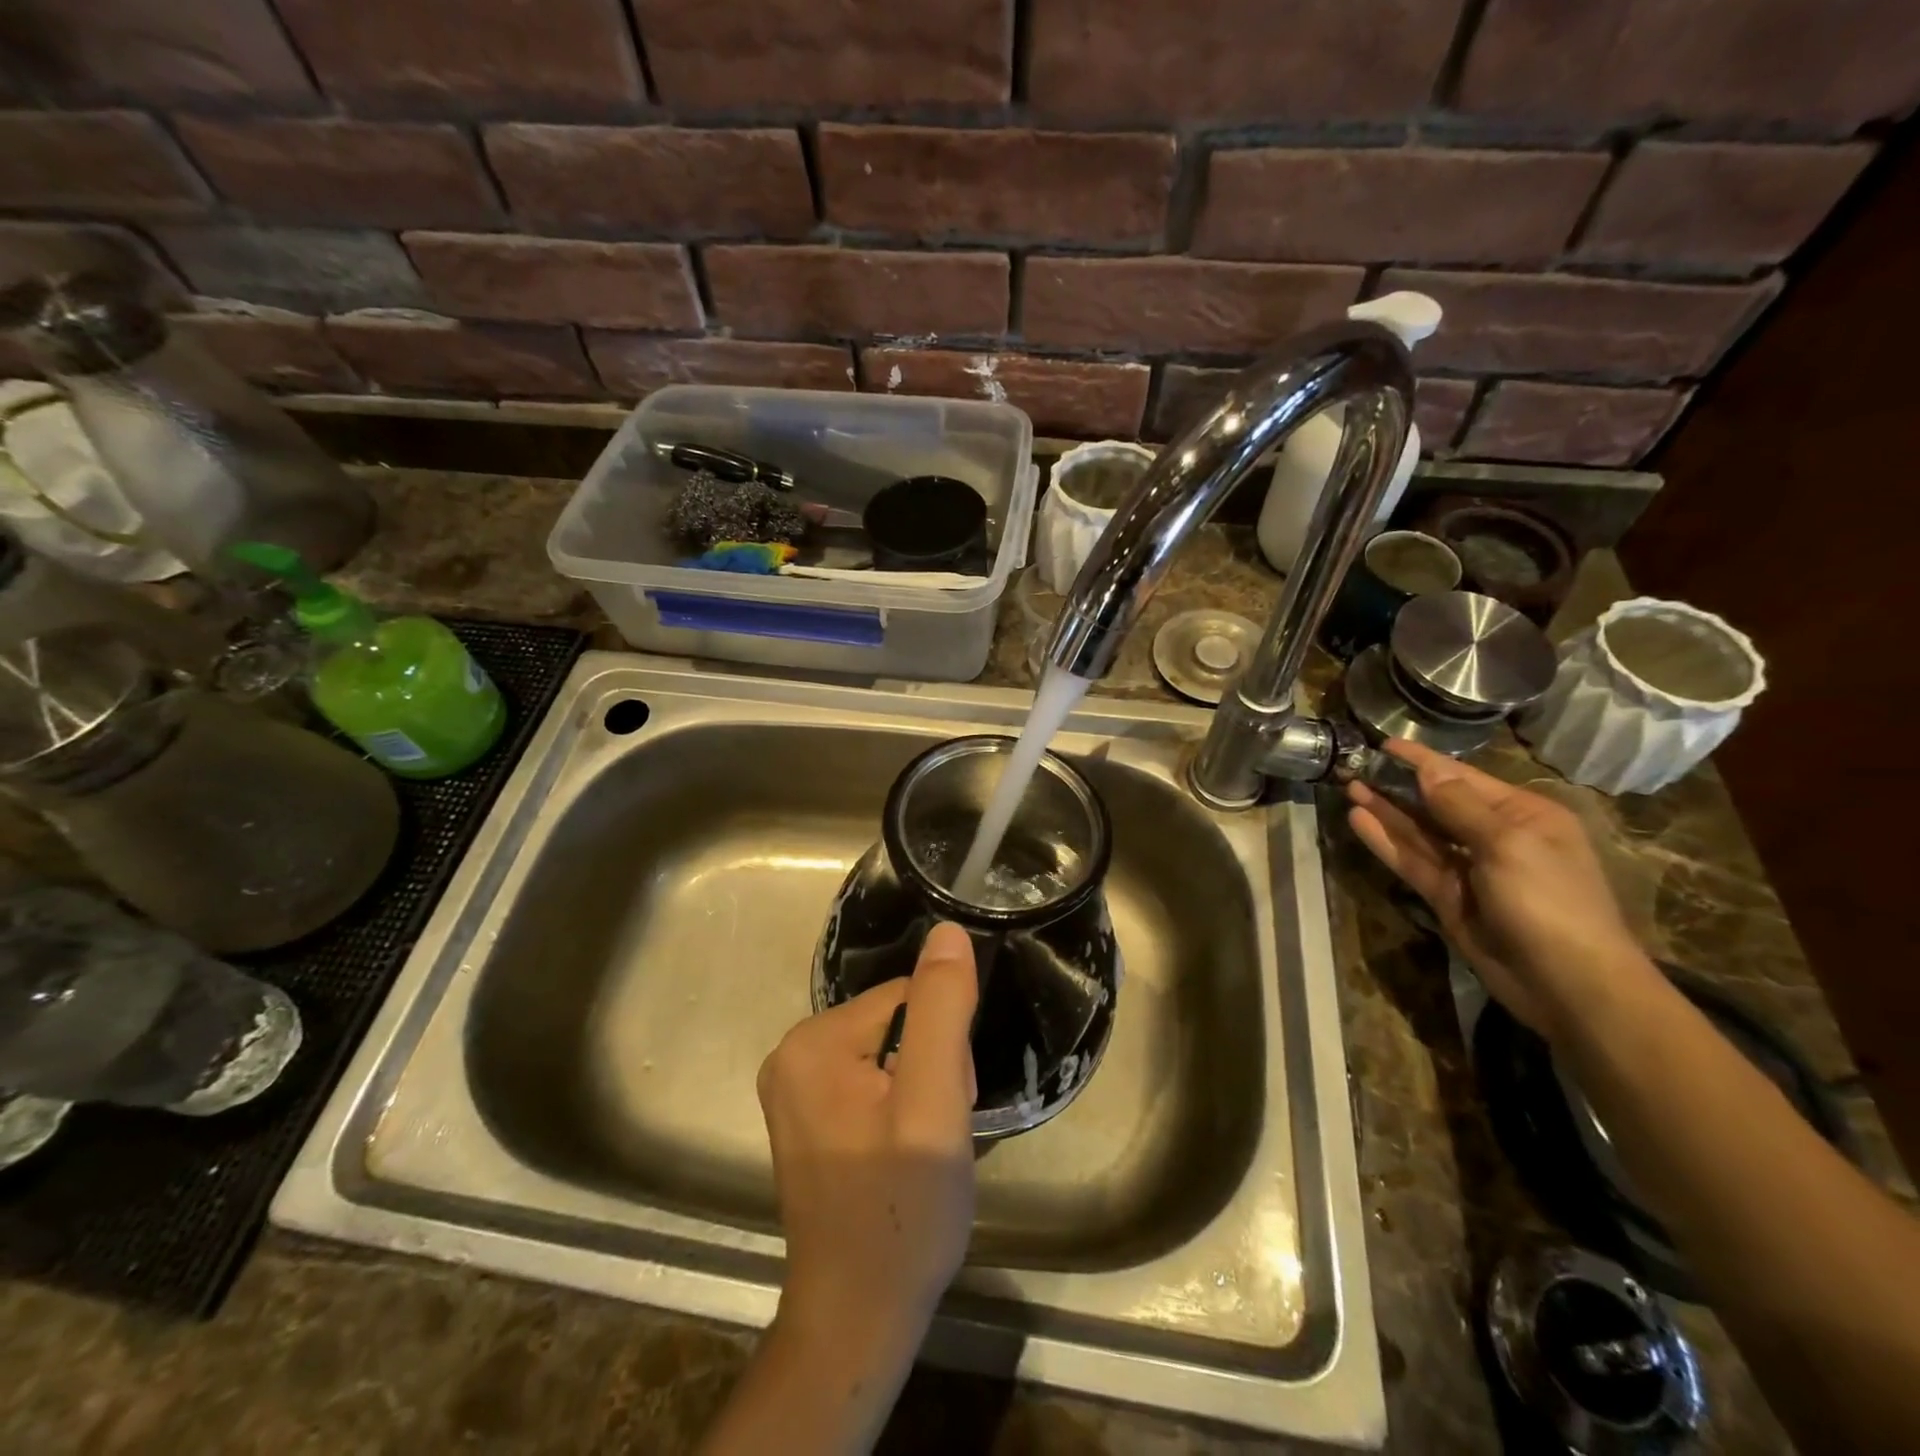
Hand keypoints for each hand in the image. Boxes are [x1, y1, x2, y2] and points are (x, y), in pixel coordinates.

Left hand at [757, 922, 978, 1364]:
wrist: (858, 1319)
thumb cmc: (902, 1211)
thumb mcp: (934, 1104)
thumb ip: (941, 1011)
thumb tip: (947, 931)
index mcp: (813, 1041)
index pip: (906, 998)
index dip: (943, 1045)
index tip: (946, 1102)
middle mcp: (791, 1054)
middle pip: (896, 1023)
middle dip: (931, 1066)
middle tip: (936, 1131)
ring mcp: (794, 1088)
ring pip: (889, 1052)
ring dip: (920, 1087)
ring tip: (922, 1146)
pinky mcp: (807, 1117)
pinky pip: (871, 1080)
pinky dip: (899, 1105)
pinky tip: (903, 1150)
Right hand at [1346, 739, 1655, 1037]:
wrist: (1568, 983)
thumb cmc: (1548, 900)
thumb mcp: (1508, 843)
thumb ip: (1461, 806)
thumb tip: (1429, 772)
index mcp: (1524, 815)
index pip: (1463, 778)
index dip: (1423, 761)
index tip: (1385, 745)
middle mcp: (1496, 837)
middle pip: (1438, 803)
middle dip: (1400, 785)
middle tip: (1356, 767)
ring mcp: (1470, 869)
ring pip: (1420, 832)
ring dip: (1387, 811)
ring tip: (1350, 788)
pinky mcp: (1448, 897)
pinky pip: (1413, 861)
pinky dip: (1387, 842)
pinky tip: (1360, 821)